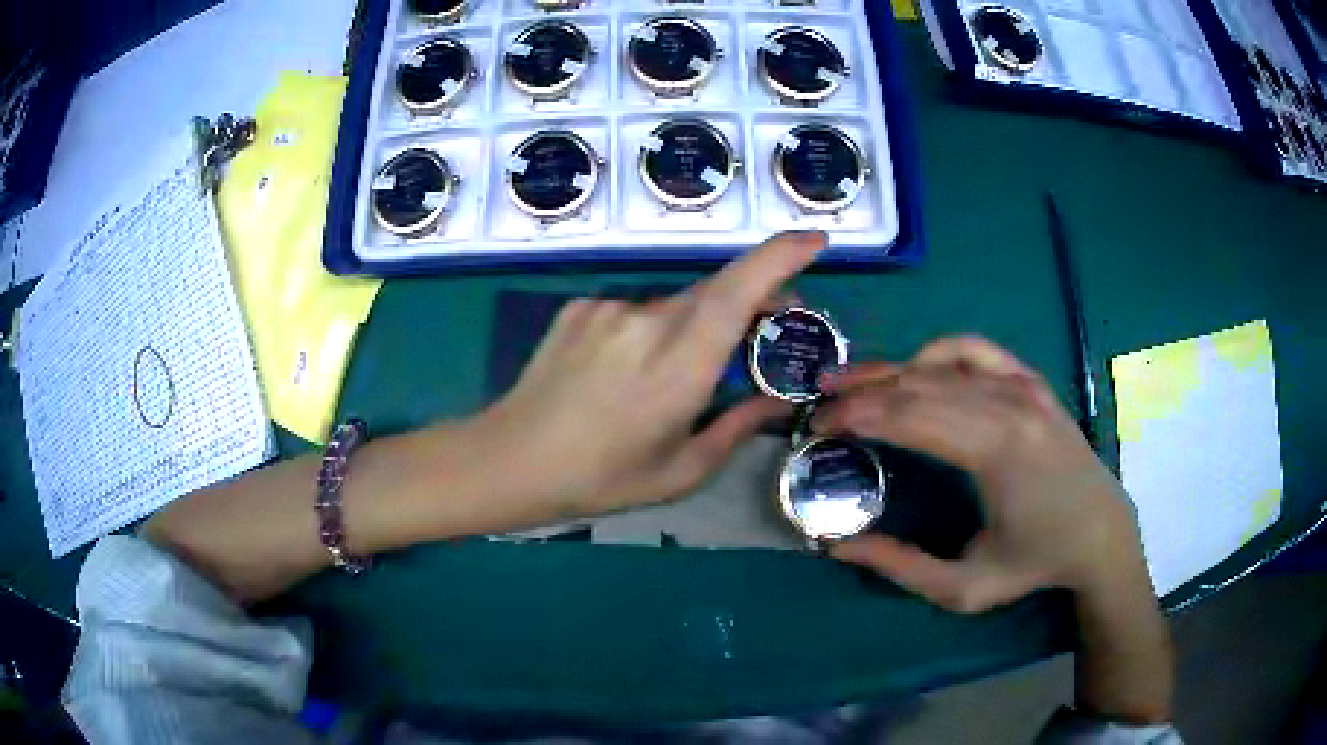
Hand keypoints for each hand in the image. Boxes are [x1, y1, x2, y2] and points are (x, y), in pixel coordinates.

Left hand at [478, 231, 824, 520]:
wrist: (511, 460)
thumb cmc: (601, 479)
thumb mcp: (680, 471)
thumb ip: (737, 427)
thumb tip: (776, 399)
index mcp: (678, 368)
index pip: (736, 292)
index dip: (779, 256)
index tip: (815, 239)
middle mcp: (645, 323)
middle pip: (714, 292)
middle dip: (753, 297)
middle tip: (773, 322)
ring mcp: (607, 309)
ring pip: (673, 304)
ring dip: (693, 325)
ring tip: (676, 373)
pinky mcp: (579, 307)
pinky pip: (633, 310)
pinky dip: (649, 331)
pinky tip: (626, 370)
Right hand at [814, 336, 1144, 613]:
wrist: (1100, 532)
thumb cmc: (1035, 562)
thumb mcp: (965, 588)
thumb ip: (901, 568)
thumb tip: (837, 546)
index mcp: (995, 452)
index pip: (909, 418)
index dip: (856, 417)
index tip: (817, 426)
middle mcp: (1008, 406)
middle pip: (917, 385)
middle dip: (860, 392)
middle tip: (818, 405)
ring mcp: (1023, 386)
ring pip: (941, 364)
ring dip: (889, 370)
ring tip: (849, 380)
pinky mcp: (1031, 381)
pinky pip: (976, 349)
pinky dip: (937, 351)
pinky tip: (914, 367)